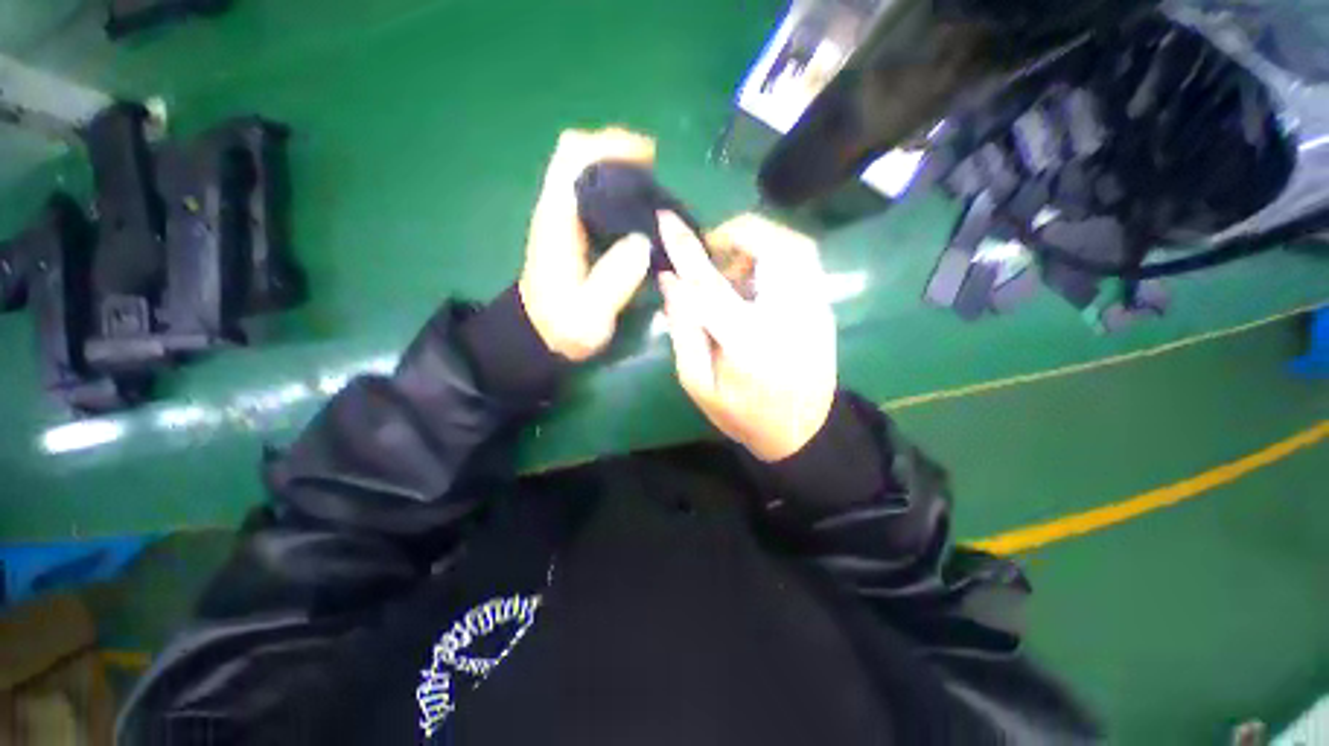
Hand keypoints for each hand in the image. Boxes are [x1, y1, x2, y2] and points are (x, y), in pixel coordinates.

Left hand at [519, 128, 656, 361]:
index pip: (573, 158)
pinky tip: (640, 216)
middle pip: (579, 155)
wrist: (540, 336)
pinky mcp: (571, 231)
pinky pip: (593, 196)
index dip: (609, 145)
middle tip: (655, 178)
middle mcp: (556, 211)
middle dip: (618, 154)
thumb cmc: (563, 327)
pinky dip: (617, 194)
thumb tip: (644, 243)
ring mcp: (562, 219)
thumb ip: (615, 280)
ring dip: (619, 173)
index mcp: (557, 221)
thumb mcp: (591, 313)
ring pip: (586, 173)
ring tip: (654, 195)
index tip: (648, 157)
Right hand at [658, 212, 836, 461]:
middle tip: (712, 248)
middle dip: (737, 232)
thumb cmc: (743, 414)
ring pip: (795, 246)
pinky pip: (804, 261)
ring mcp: (816, 310)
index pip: (711, 284)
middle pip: (773, 248)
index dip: (686, 249)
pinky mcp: (825, 309)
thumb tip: (671, 281)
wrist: (801, 431)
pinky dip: (776, 253)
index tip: (665, 220)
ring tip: (734, 264)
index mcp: (748, 344)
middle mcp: (790, 318)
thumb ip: (683, 331)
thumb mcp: (698, 383)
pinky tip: (756, 277)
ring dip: (759, 241)